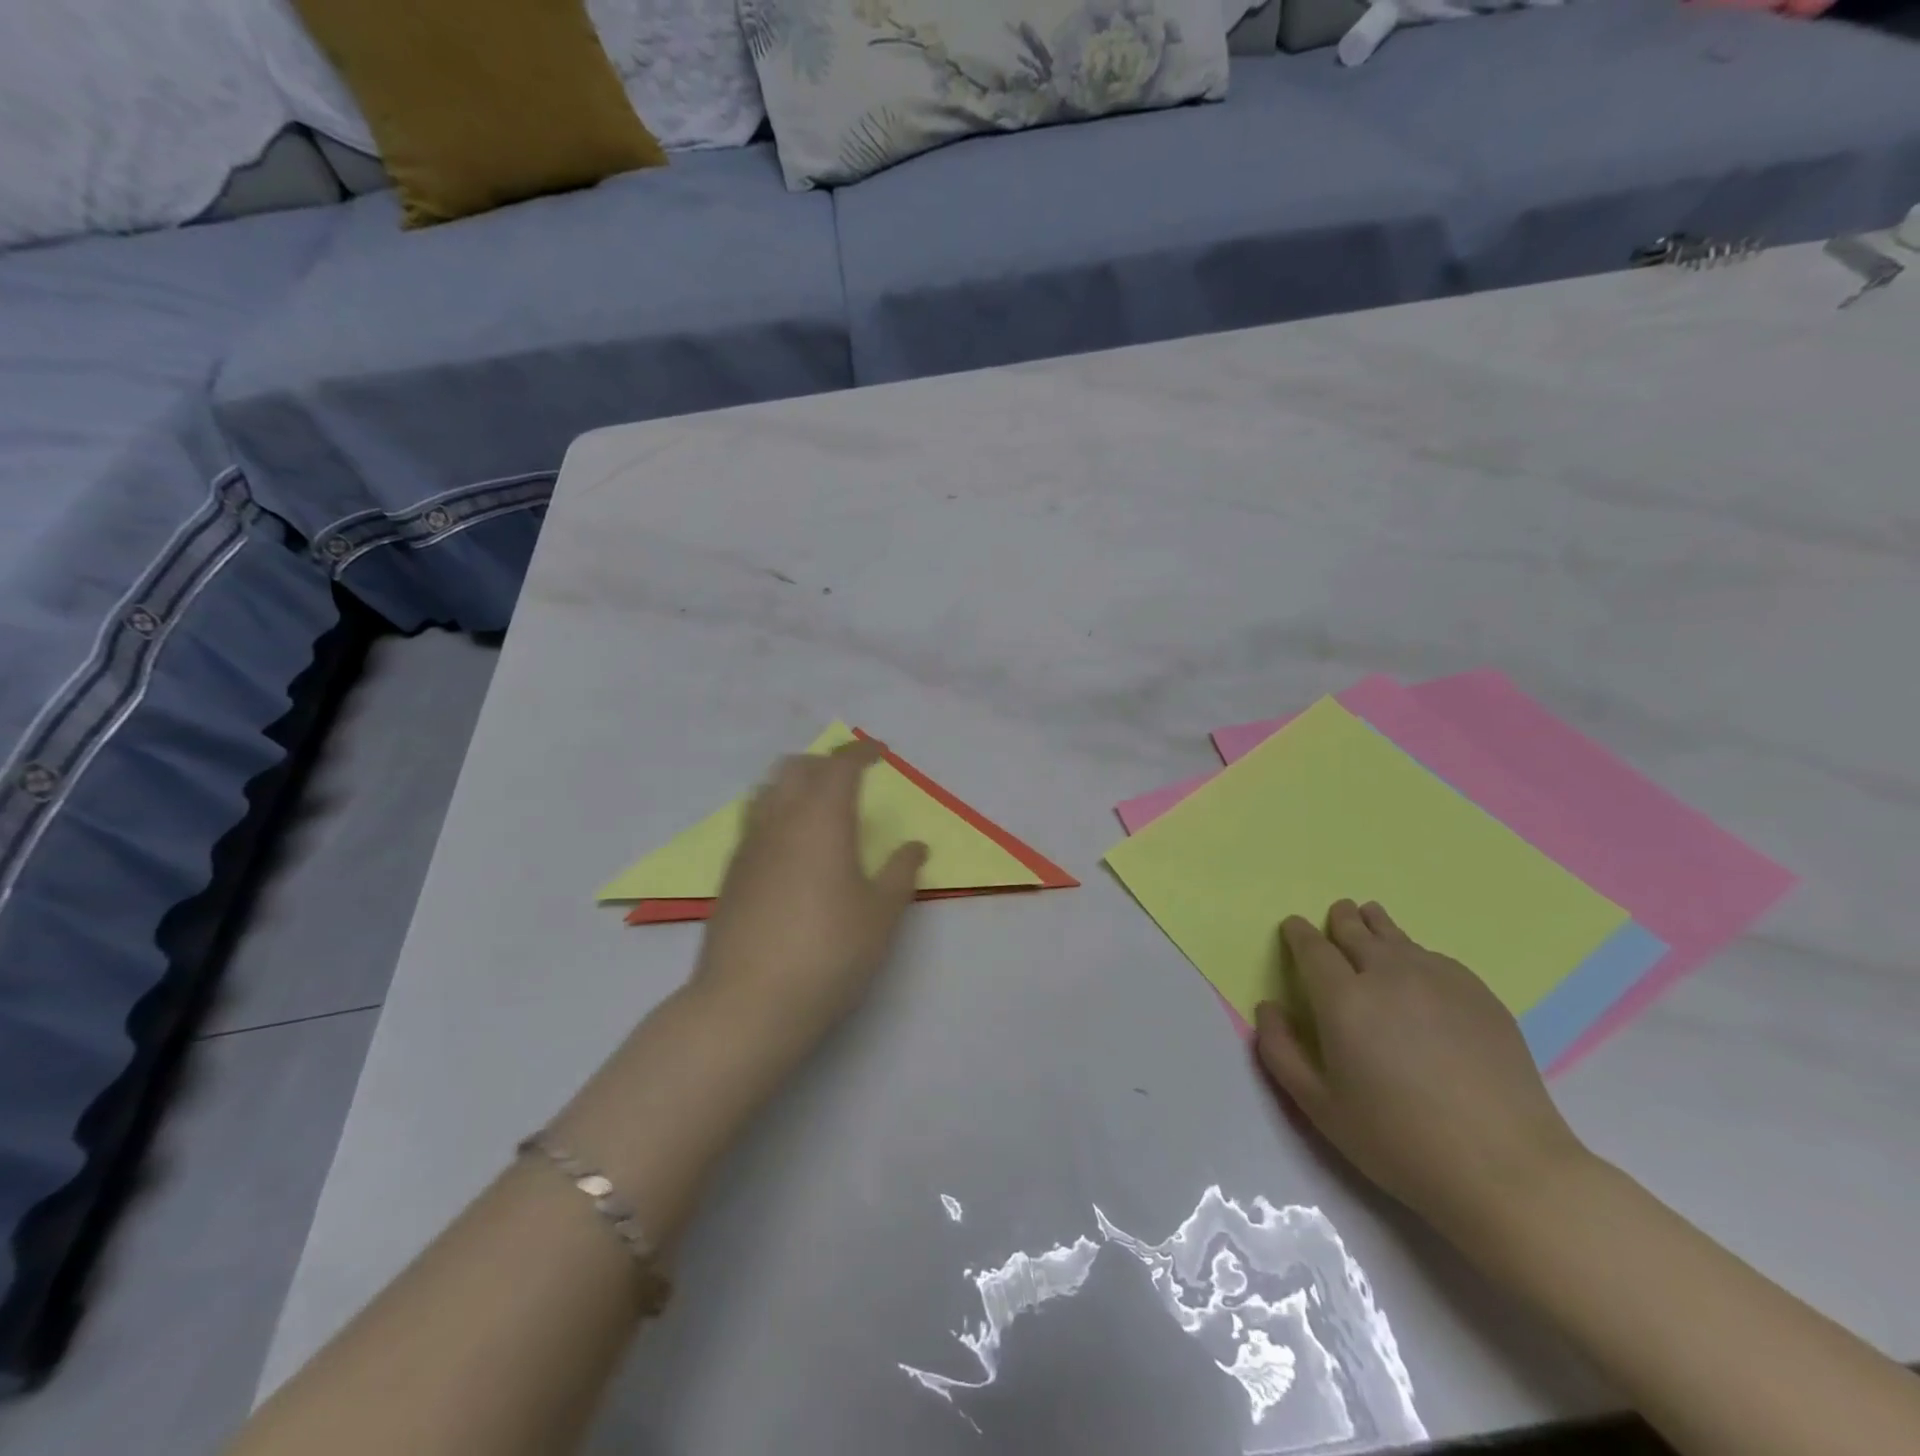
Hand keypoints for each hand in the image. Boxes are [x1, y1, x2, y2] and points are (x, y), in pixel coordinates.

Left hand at [691, 739, 925, 1049]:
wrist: (748, 1004)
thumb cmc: (828, 954)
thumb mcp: (880, 916)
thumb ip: (900, 874)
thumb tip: (915, 847)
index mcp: (821, 820)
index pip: (839, 766)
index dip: (861, 752)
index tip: (880, 753)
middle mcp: (780, 821)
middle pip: (796, 768)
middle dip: (825, 762)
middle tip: (851, 779)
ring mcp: (748, 846)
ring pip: (767, 790)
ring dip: (794, 783)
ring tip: (816, 806)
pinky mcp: (730, 874)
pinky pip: (753, 822)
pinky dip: (775, 813)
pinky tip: (789, 847)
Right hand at [1255, 900, 1588, 1235]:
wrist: (1506, 1169)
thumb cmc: (1398, 1140)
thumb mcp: (1318, 1106)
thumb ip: (1280, 1051)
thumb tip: (1268, 1007)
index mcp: (1343, 998)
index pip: (1312, 948)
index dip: (1299, 934)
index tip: (1293, 927)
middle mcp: (1388, 975)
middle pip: (1356, 931)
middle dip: (1340, 920)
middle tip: (1336, 913)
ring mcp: (1439, 980)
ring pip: (1398, 937)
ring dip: (1377, 926)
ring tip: (1370, 918)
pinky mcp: (1480, 995)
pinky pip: (1436, 958)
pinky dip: (1416, 953)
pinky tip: (1418, 967)